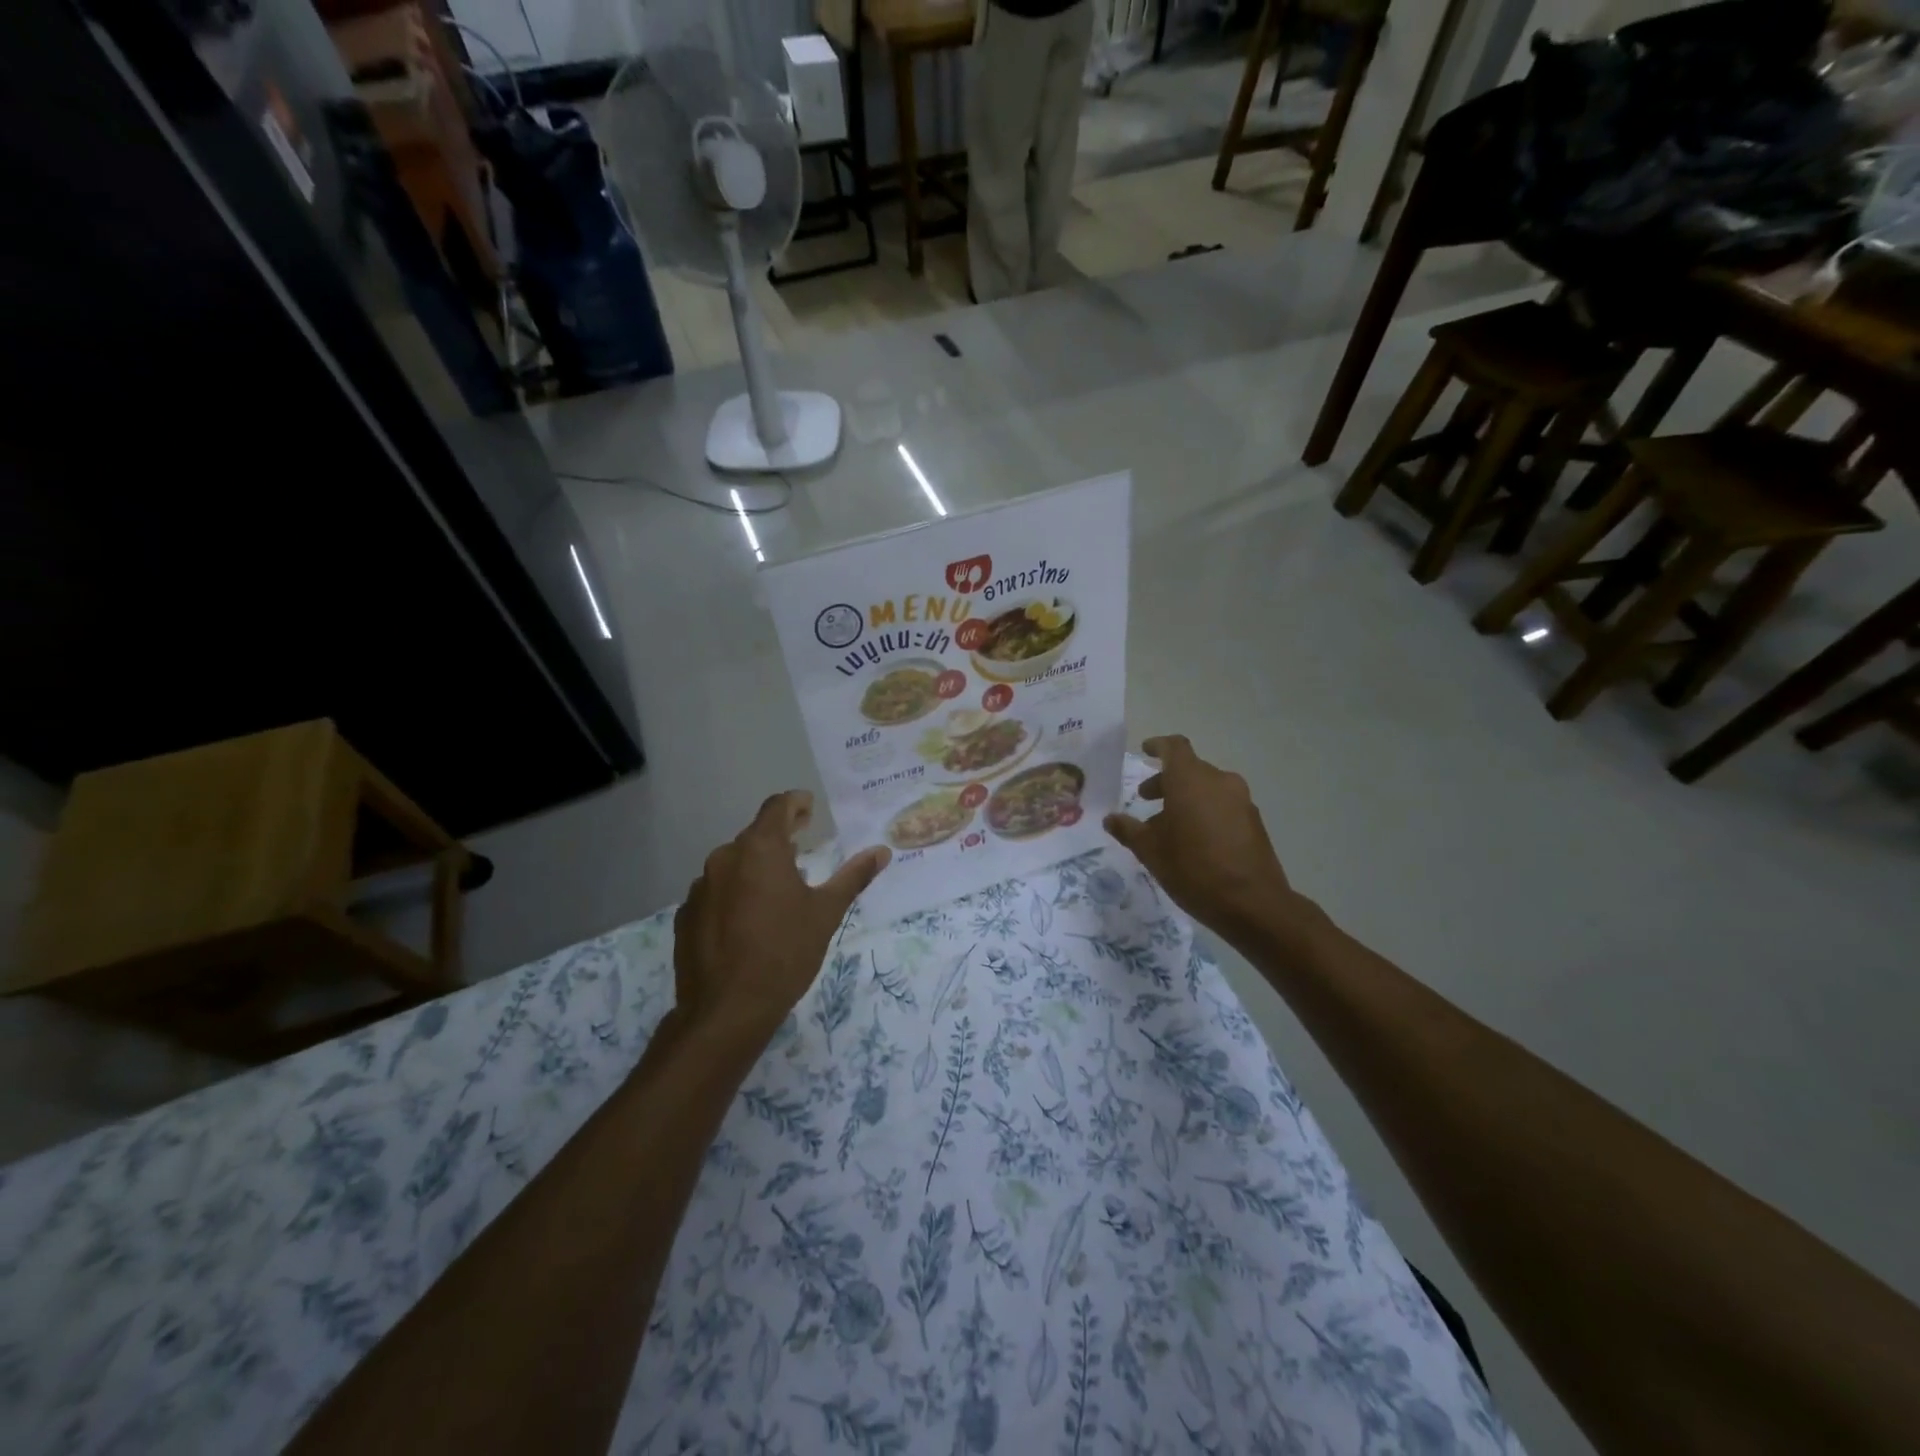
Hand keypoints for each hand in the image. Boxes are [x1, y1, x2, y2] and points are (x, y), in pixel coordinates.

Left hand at [672, 793, 889, 1040]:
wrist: (726, 1010)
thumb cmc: (784, 953)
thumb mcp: (826, 913)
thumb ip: (853, 877)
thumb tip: (882, 851)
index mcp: (760, 849)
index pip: (777, 807)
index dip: (796, 803)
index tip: (810, 808)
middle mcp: (724, 858)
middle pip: (754, 836)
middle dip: (780, 838)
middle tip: (803, 847)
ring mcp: (700, 888)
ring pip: (733, 865)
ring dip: (755, 868)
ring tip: (778, 890)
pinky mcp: (686, 916)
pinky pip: (715, 893)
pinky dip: (734, 895)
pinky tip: (747, 922)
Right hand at [1104, 736, 1301, 943]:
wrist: (1252, 904)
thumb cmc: (1193, 869)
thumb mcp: (1150, 851)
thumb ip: (1128, 830)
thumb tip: (1111, 819)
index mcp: (1190, 780)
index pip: (1174, 747)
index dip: (1158, 746)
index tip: (1145, 750)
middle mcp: (1219, 781)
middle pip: (1190, 769)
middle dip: (1166, 781)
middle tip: (1145, 799)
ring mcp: (1241, 801)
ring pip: (1207, 788)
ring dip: (1185, 798)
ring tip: (1167, 826)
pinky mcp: (1254, 821)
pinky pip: (1223, 805)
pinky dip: (1205, 811)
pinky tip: (1194, 840)